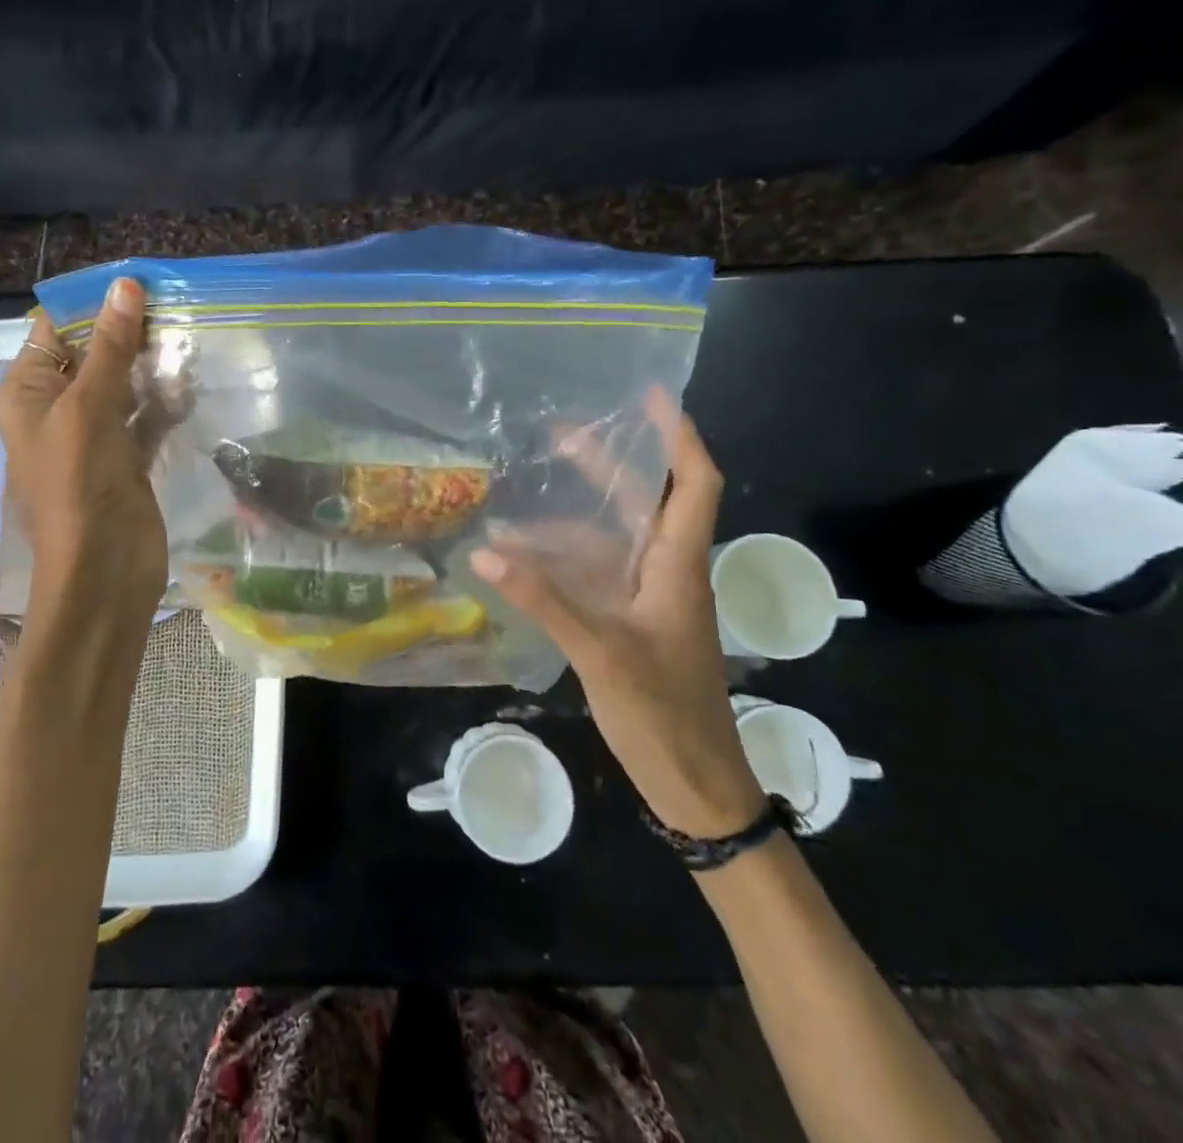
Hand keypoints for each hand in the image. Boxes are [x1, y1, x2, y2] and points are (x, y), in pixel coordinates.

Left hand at [0, 279, 167, 639]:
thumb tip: (125, 285)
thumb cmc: (80, 485)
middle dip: (129, 334)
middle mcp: (56, 409)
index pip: (53, 331)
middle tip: (174, 307)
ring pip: (124, 385)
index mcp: (27, 393)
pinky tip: (191, 388)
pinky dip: (165, 403)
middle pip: (93, 355)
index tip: (138, 283)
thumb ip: (109, 348)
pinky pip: (145, 418)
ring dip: (152, 367)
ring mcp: (94, 436)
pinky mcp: (127, 458)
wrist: (104, 571)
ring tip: (188, 341)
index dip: (91, 305)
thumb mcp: (89, 407)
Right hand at [469, 389, 764, 837]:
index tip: (651, 396)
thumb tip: (485, 550)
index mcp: (678, 566)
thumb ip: (543, 599)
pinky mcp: (632, 624)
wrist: (697, 786)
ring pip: (611, 542)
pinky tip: (522, 565)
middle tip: (559, 435)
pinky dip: (561, 564)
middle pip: (643, 502)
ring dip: (569, 522)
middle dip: (608, 464)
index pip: (694, 484)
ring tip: (515, 511)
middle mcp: (668, 572)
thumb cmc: (664, 715)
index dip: (678, 437)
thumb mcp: (601, 652)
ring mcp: (650, 600)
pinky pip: (596, 576)